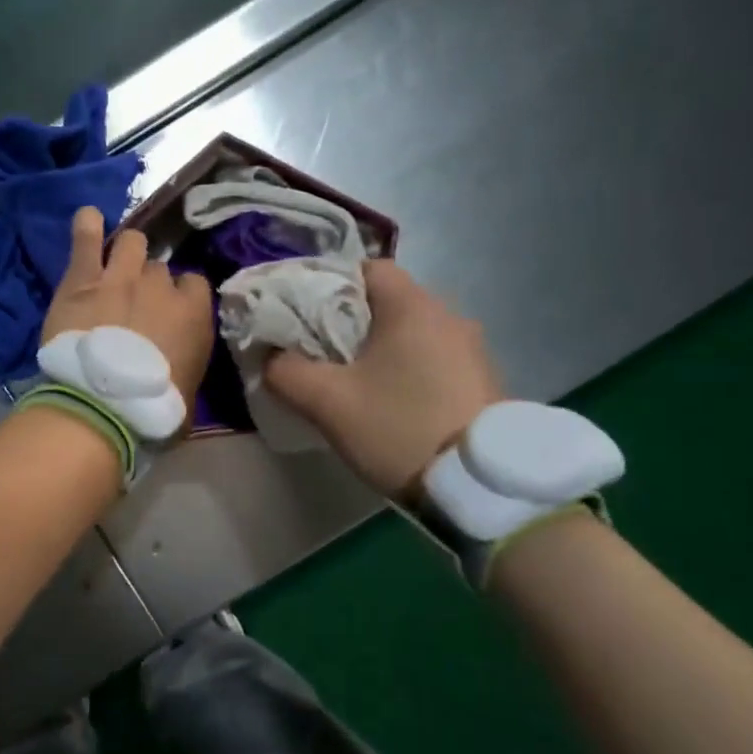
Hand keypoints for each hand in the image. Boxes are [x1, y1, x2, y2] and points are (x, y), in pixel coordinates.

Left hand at [44, 207, 214, 405]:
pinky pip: (87, 239)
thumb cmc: (152, 409)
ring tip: (116, 263)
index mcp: (194, 313)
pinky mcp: (82, 279)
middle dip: (150, 283)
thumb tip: (182, 367)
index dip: (181, 297)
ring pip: (131, 242)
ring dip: (127, 252)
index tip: (170, 313)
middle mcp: (160, 286)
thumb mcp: (187, 394)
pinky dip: (87, 227)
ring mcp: (120, 277)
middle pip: (159, 269)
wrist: (101, 406)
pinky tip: (87, 219)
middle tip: (135, 304)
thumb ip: (188, 365)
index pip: (194, 285)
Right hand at [265, 260, 501, 497]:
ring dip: (381, 349)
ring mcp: (471, 348)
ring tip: (354, 382)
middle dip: (351, 322)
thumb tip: (270, 357)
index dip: (330, 286)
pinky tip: (392, 401)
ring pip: (411, 332)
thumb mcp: (328, 403)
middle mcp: (447, 315)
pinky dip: (408, 368)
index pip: (366, 268)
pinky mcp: (482, 379)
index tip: (305, 317)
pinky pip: (433, 358)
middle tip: (321, 353)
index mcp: (412, 306)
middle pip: (388, 302)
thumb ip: (286, 372)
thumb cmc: (399, 428)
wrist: (479, 485)